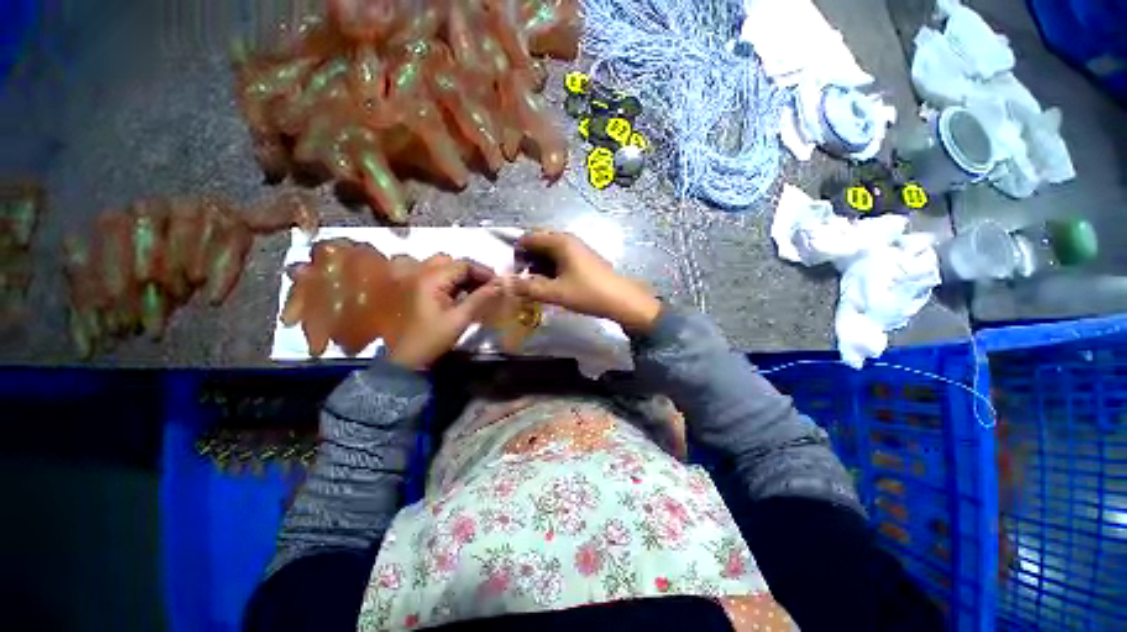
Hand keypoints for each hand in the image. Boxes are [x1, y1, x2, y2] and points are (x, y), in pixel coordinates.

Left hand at [385, 255, 502, 369]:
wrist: (407, 358)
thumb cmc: (433, 338)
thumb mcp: (460, 319)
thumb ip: (480, 298)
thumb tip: (500, 284)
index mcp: (431, 279)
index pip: (463, 265)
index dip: (483, 271)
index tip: (498, 283)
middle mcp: (421, 274)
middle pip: (452, 262)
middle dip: (472, 272)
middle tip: (488, 286)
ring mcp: (417, 281)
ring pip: (444, 268)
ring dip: (462, 276)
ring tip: (477, 290)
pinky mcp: (417, 290)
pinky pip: (437, 277)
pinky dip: (452, 282)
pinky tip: (463, 294)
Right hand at [510, 231, 661, 332]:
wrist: (621, 300)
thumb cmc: (587, 293)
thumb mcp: (555, 292)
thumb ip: (528, 287)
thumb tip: (506, 284)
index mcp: (560, 241)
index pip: (529, 237)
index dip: (516, 251)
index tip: (509, 269)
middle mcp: (567, 240)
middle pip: (539, 243)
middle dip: (526, 259)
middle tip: (519, 278)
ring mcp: (576, 249)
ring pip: (549, 252)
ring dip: (538, 265)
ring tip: (531, 283)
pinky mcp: (582, 259)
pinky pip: (559, 259)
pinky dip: (550, 268)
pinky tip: (548, 283)